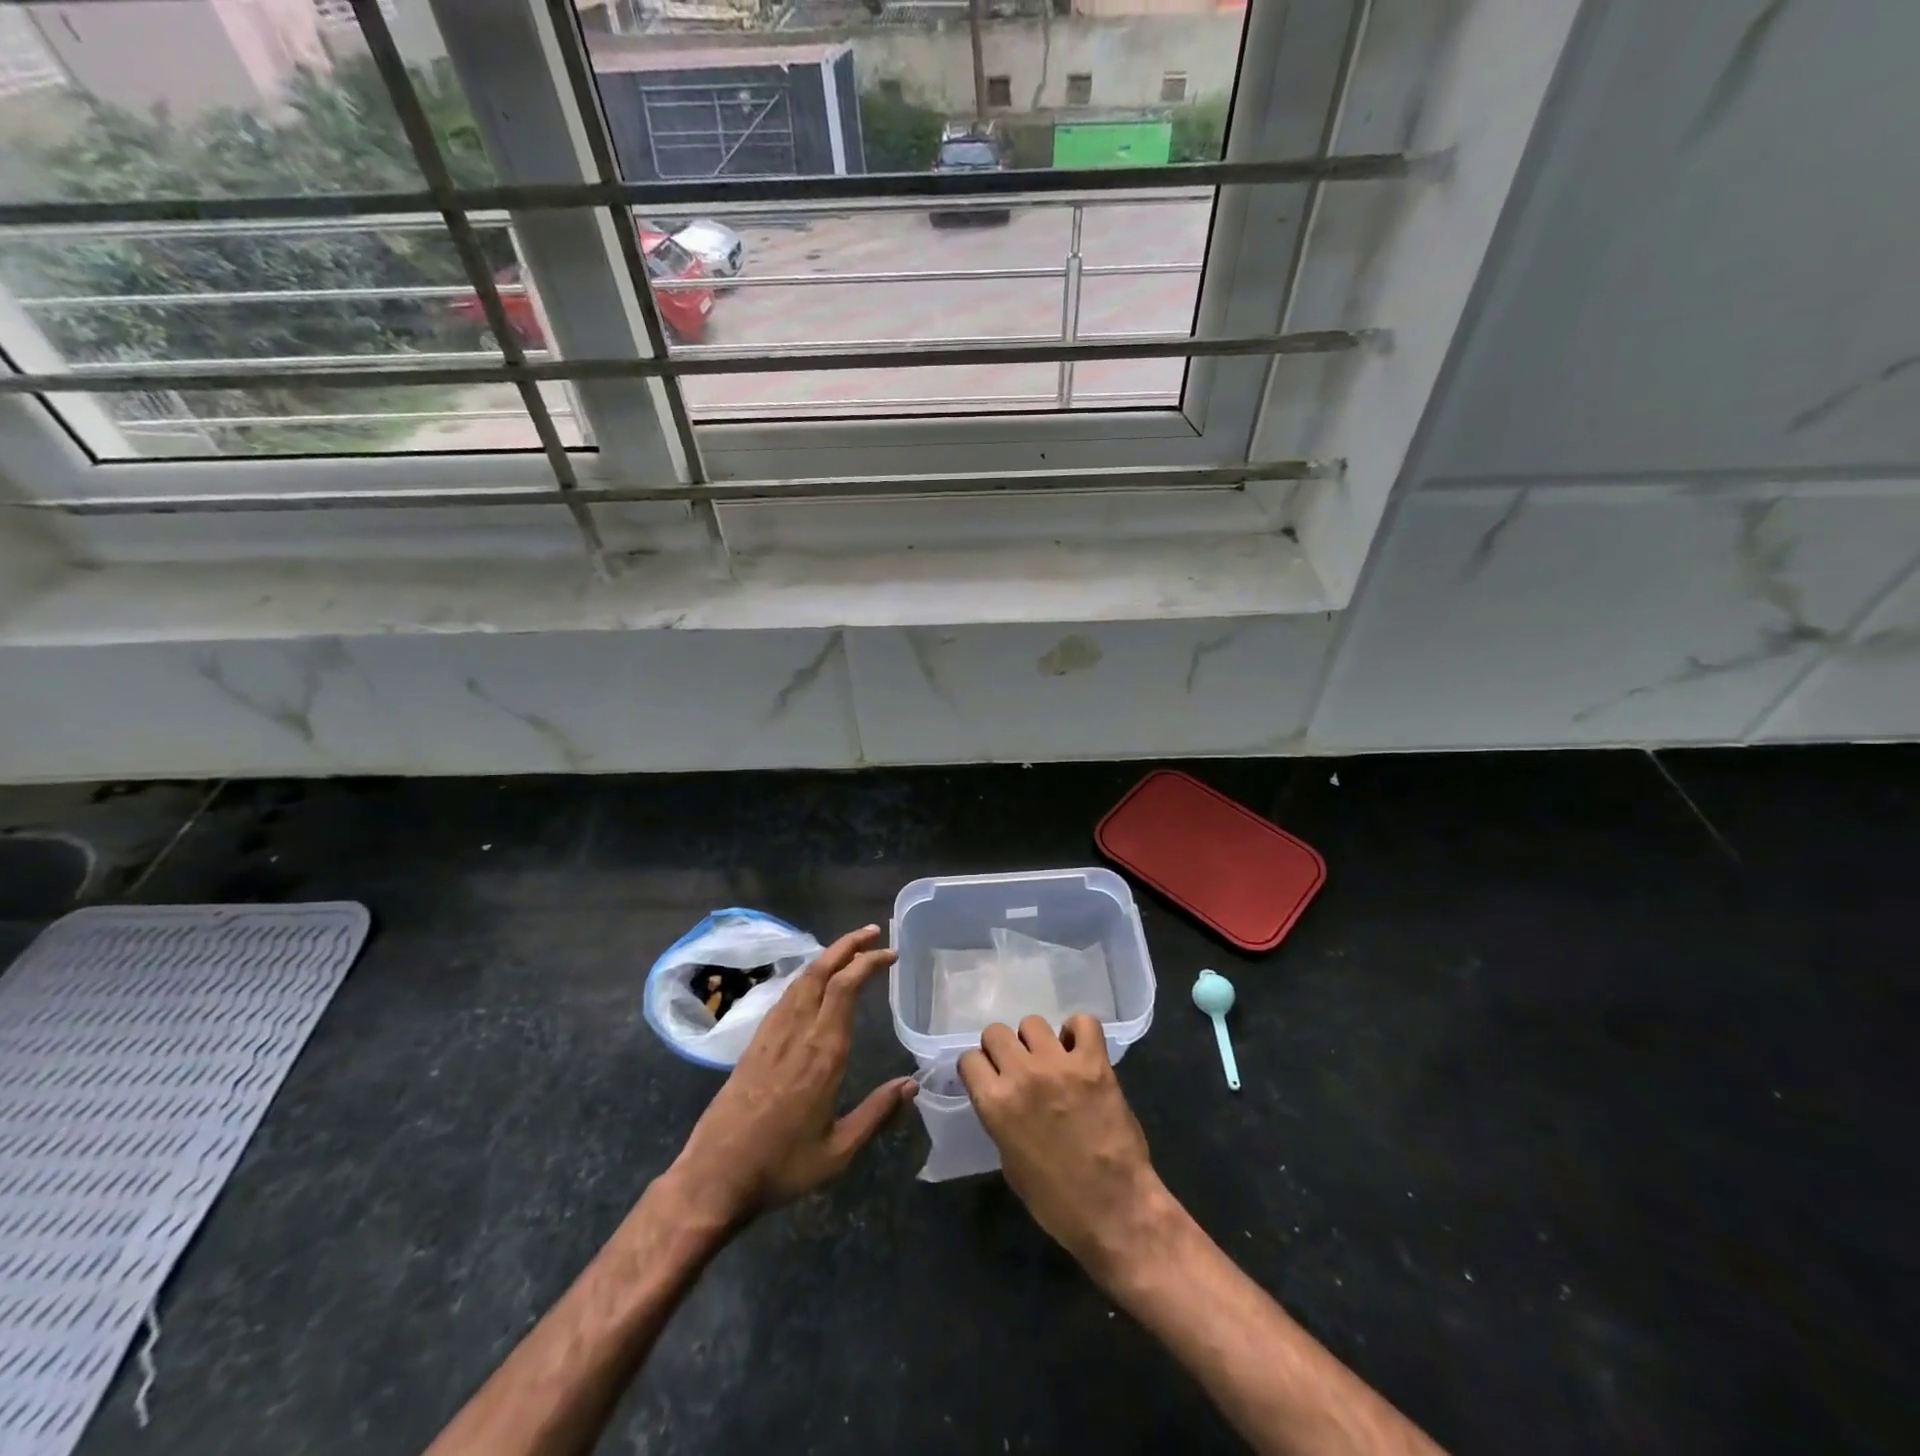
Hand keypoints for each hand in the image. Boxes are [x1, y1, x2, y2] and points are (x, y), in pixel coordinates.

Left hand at [666, 926, 914, 1225]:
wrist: (714, 1177)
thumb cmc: (781, 1167)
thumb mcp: (838, 1150)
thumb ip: (876, 1113)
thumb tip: (912, 1084)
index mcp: (823, 1053)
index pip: (846, 988)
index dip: (868, 963)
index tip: (890, 954)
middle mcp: (797, 1033)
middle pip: (822, 972)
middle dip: (848, 945)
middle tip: (873, 932)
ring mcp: (772, 1035)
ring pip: (801, 980)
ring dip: (827, 957)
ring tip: (848, 949)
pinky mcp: (754, 1044)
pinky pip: (784, 997)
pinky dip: (806, 978)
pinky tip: (812, 983)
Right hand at [959, 1014, 1181, 1281]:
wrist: (1115, 1210)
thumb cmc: (1057, 1202)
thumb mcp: (1010, 1164)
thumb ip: (1001, 1119)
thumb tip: (1004, 1097)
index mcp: (995, 1105)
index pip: (969, 1059)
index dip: (978, 1069)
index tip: (989, 1078)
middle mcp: (1022, 1075)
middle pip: (996, 1032)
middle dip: (1002, 1049)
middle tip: (1019, 1068)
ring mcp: (1059, 1065)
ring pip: (1032, 1023)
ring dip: (1037, 1042)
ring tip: (1051, 1061)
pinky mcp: (1094, 1063)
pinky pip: (1082, 1022)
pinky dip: (1078, 1032)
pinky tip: (1079, 1051)